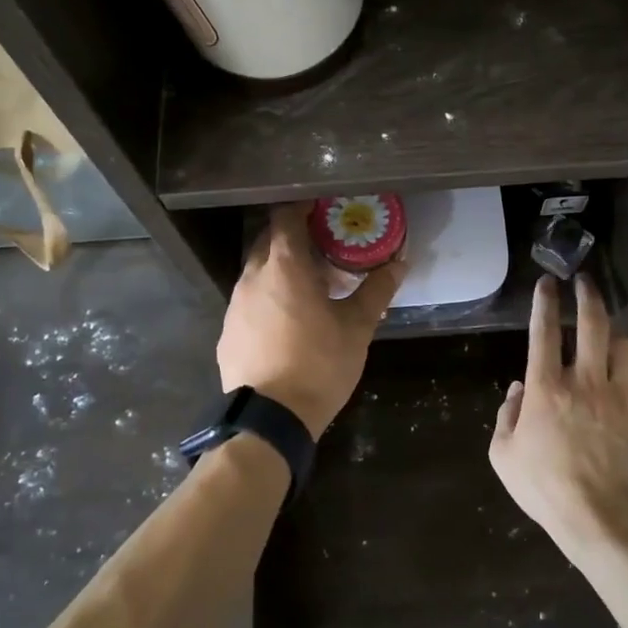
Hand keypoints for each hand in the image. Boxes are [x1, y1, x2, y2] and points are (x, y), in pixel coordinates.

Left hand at [216, 203, 407, 438]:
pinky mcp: (227, 332)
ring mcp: (234, 305)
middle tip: (323, 251)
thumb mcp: (357, 327)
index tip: (323, 212)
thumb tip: (400, 264)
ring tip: (309, 290)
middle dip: (294, 240)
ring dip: (280, 271)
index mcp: (284, 267)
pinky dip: (267, 299)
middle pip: (269, 241)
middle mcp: (252, 278)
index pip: (285, 217)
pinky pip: (248, 301)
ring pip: (257, 272)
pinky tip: (286, 323)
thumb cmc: (319, 365)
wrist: (271, 419)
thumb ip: (377, 291)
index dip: (302, 208)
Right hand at [489, 274, 627, 544]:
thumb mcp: (503, 454)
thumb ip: (507, 414)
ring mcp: (620, 396)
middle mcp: (585, 381)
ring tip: (609, 341)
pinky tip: (623, 388)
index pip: (543, 331)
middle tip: (585, 283)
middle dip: (588, 296)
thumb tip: (519, 389)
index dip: (545, 301)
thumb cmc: (544, 485)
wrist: (600, 516)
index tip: (547, 282)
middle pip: (594, 324)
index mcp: (547, 387)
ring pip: (627, 347)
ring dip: (616, 338)